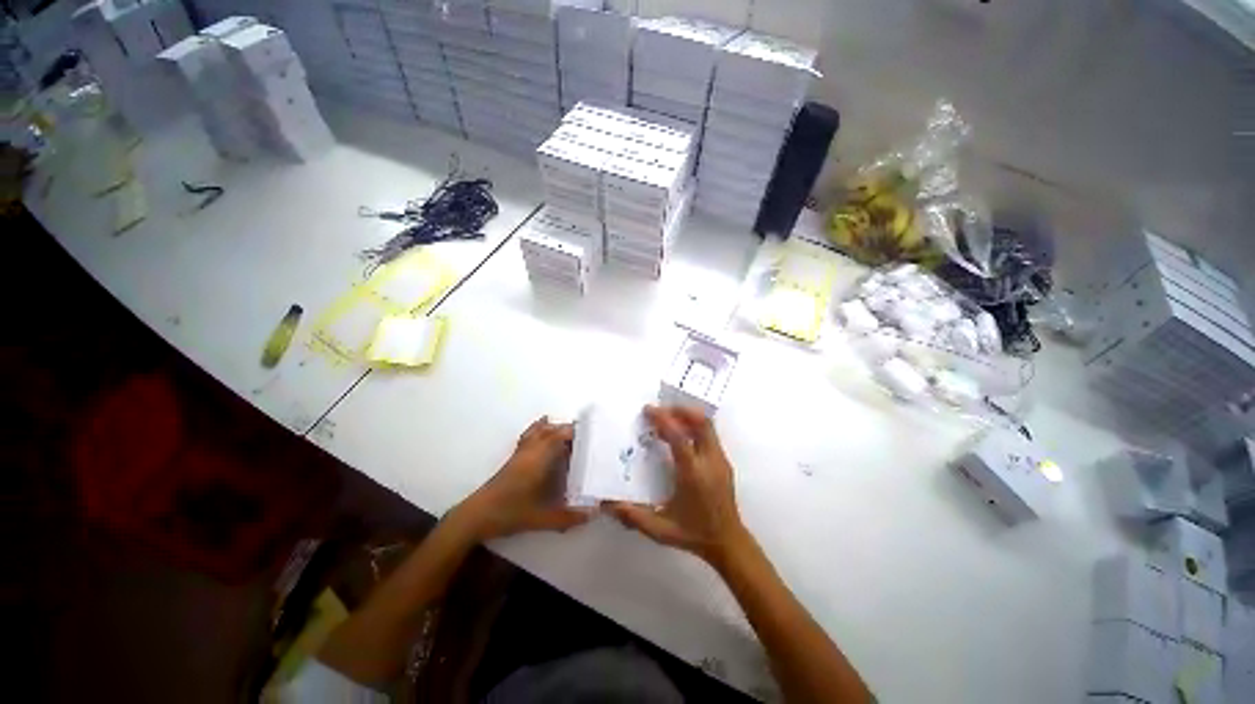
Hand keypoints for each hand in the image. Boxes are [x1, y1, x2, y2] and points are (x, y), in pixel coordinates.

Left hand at [456, 417, 590, 539]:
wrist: (477, 516)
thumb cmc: (510, 512)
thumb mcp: (543, 518)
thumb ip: (569, 517)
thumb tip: (593, 513)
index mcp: (539, 458)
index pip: (561, 435)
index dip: (576, 433)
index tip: (592, 436)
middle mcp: (531, 450)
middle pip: (552, 430)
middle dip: (569, 431)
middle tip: (586, 439)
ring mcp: (521, 453)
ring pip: (540, 431)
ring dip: (555, 429)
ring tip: (570, 435)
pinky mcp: (513, 458)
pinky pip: (529, 436)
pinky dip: (538, 430)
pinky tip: (544, 430)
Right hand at [610, 405, 747, 566]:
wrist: (728, 543)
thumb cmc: (694, 535)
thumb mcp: (660, 530)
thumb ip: (634, 517)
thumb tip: (609, 504)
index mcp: (693, 474)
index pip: (679, 436)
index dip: (663, 419)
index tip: (648, 410)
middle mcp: (710, 461)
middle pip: (700, 422)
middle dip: (680, 410)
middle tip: (660, 411)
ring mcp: (720, 460)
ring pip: (708, 426)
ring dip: (688, 417)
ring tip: (668, 421)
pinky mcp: (724, 462)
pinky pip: (710, 435)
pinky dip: (695, 428)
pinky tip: (680, 437)